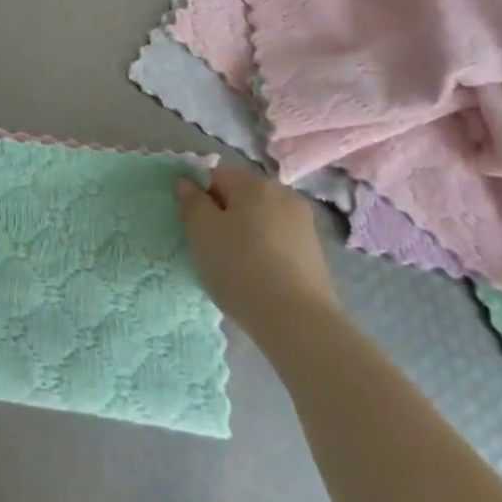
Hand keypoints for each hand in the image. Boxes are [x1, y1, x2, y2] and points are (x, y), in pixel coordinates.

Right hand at [175, 166, 338, 327]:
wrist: (299, 324)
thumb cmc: (241, 269)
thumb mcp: (201, 232)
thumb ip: (191, 201)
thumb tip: (186, 182)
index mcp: (253, 183)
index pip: (214, 177)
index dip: (199, 200)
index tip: (195, 229)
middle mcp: (282, 193)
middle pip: (240, 196)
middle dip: (224, 216)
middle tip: (212, 249)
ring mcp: (303, 223)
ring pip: (260, 219)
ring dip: (246, 234)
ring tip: (237, 268)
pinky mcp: (315, 252)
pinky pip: (278, 241)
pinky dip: (266, 252)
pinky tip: (260, 278)